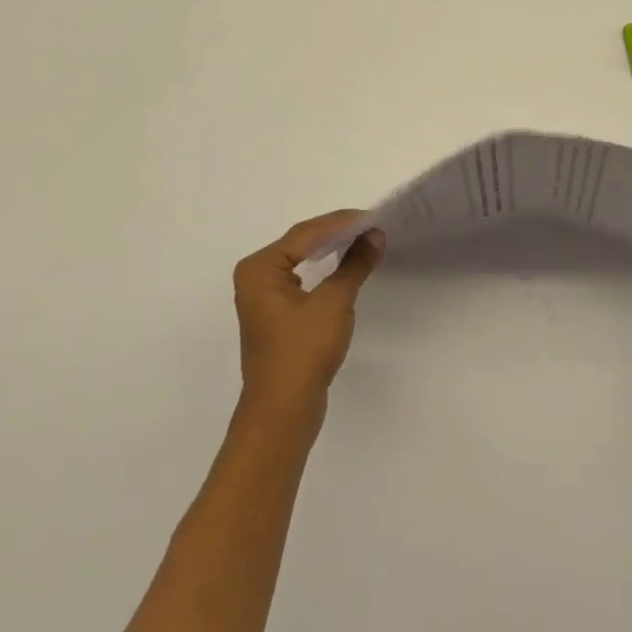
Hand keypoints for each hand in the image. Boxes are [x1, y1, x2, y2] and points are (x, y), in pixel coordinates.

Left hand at [233, 211, 384, 410]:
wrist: (282, 414)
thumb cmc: (302, 352)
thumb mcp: (334, 302)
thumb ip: (354, 264)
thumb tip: (375, 235)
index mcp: (260, 267)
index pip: (306, 233)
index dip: (342, 222)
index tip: (373, 216)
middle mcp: (256, 276)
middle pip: (302, 242)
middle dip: (337, 232)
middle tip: (371, 225)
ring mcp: (264, 296)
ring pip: (302, 259)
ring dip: (332, 249)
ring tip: (363, 239)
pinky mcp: (276, 314)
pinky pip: (302, 278)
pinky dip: (325, 269)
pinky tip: (345, 265)